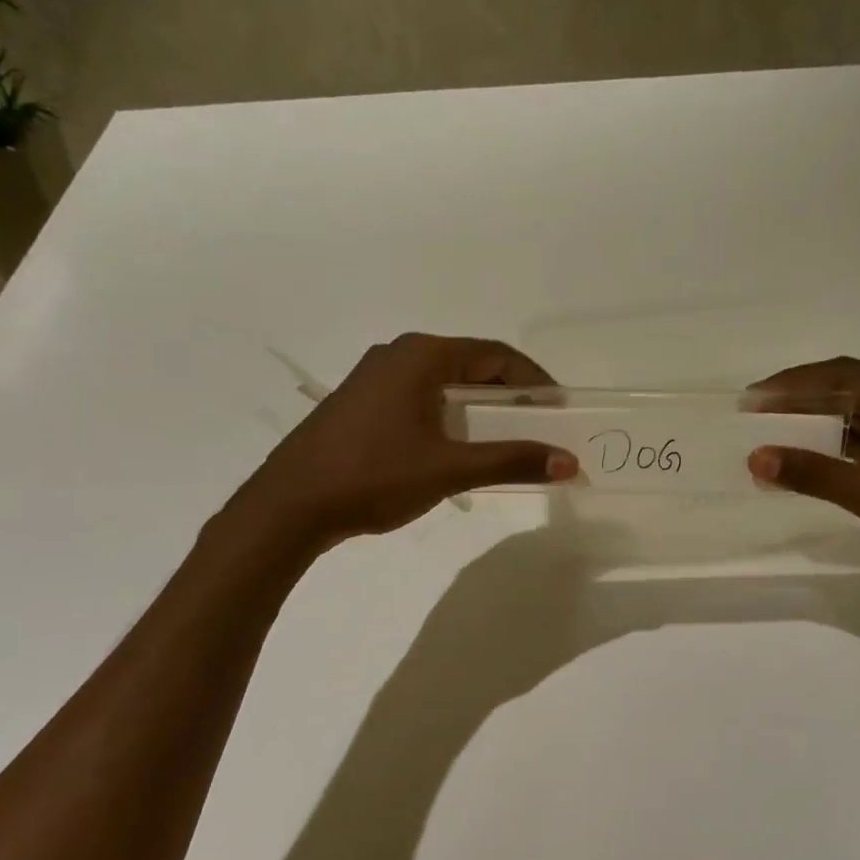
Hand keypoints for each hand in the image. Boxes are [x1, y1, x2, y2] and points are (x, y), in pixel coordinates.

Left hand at [243, 333, 577, 551]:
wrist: (290, 505)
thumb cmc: (374, 476)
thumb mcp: (450, 469)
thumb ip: (511, 461)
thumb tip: (568, 462)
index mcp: (421, 356)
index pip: (495, 354)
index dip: (533, 379)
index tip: (558, 408)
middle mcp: (397, 355)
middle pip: (469, 364)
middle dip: (507, 393)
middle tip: (537, 425)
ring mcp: (372, 378)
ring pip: (442, 382)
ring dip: (477, 406)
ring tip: (502, 438)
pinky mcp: (359, 403)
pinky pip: (418, 397)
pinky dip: (447, 414)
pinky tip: (453, 447)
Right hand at [747, 358, 859, 617]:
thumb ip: (812, 472)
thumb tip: (755, 457)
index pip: (842, 375)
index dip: (791, 385)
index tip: (749, 399)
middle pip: (851, 392)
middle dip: (801, 404)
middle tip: (754, 417)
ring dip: (818, 430)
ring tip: (773, 441)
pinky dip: (839, 453)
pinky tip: (810, 466)